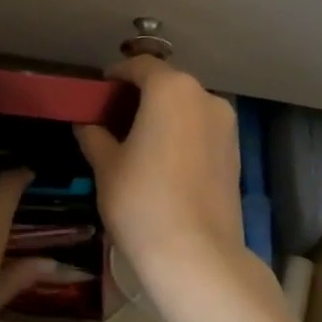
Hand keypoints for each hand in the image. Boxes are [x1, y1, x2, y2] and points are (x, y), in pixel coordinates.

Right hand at [74, 57, 248, 280]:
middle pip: (166, 84)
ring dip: (161, 115)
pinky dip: (180, 134)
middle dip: (138, 96)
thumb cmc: (142, 200)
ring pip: (186, 107)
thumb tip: (86, 123)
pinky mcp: (235, 153)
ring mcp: (226, 125)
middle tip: (111, 120)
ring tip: (135, 143)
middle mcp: (205, 97)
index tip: (96, 95)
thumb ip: (93, 134)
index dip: (114, 77)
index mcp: (171, 89)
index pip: (139, 66)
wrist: (196, 254)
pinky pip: (200, 130)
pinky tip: (161, 161)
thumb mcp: (105, 165)